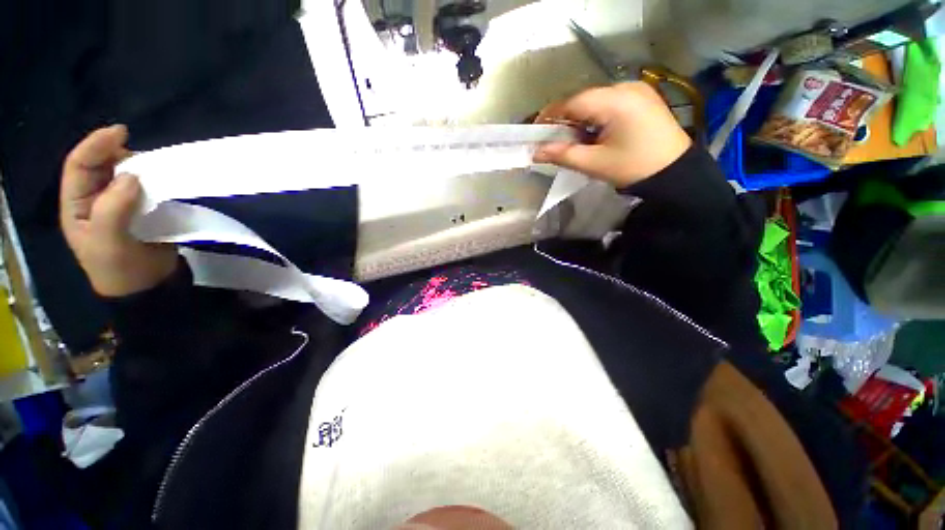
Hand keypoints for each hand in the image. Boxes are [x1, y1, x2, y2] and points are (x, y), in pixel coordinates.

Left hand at [60, 125, 177, 296]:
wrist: (147, 286)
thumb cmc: (119, 268)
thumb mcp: (109, 241)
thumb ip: (113, 208)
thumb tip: (132, 175)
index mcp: (76, 204)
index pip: (78, 166)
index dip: (95, 146)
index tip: (121, 132)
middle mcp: (93, 199)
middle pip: (100, 165)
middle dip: (117, 153)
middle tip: (143, 153)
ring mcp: (118, 204)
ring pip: (122, 174)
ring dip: (137, 165)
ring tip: (156, 165)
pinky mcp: (140, 209)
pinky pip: (143, 187)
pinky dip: (152, 179)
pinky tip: (163, 180)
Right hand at [533, 82, 691, 187]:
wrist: (675, 172)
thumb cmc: (633, 168)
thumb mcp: (594, 163)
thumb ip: (562, 155)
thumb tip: (535, 152)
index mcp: (615, 101)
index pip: (572, 103)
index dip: (550, 116)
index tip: (536, 131)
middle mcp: (626, 87)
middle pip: (583, 99)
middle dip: (565, 119)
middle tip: (554, 140)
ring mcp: (637, 89)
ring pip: (596, 100)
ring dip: (580, 118)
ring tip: (574, 139)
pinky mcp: (643, 96)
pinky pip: (610, 101)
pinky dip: (596, 115)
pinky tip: (595, 132)